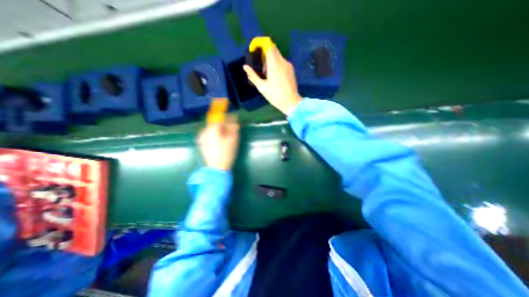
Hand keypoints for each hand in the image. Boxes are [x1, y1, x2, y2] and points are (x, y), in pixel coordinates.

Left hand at [198, 116, 240, 169]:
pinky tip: (220, 142)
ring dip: (220, 130)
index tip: (233, 118)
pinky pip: (209, 135)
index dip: (227, 117)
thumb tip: (234, 117)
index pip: (220, 117)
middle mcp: (205, 131)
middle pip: (215, 123)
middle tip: (232, 130)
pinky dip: (215, 135)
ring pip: (212, 129)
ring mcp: (201, 137)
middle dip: (224, 125)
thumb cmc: (227, 153)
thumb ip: (234, 126)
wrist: (217, 168)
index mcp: (212, 129)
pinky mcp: (201, 143)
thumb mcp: (233, 139)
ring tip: (227, 137)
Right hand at [242, 47, 300, 116]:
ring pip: (277, 56)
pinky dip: (276, 65)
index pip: (268, 45)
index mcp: (274, 64)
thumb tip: (245, 67)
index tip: (254, 49)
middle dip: (264, 54)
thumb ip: (253, 76)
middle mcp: (282, 61)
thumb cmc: (275, 96)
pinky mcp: (291, 70)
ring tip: (267, 75)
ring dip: (270, 61)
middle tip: (261, 67)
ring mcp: (288, 65)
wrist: (291, 102)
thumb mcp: (262, 87)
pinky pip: (282, 62)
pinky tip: (274, 77)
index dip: (260, 43)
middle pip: (273, 49)